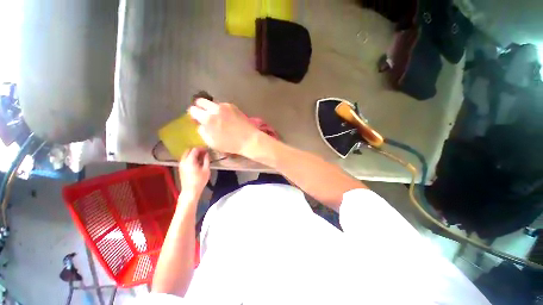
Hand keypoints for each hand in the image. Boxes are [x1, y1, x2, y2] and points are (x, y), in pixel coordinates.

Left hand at [179, 148, 209, 199]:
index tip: (207, 150)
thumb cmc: (200, 181)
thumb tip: (206, 154)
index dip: (201, 149)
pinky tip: (197, 162)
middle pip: (189, 151)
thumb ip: (206, 160)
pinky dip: (190, 158)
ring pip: (186, 155)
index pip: (194, 150)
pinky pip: (185, 159)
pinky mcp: (181, 168)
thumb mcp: (206, 170)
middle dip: (196, 150)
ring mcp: (181, 165)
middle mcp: (183, 161)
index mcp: (190, 161)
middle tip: (204, 152)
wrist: (190, 191)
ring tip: (201, 157)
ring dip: (193, 154)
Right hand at [189, 98, 260, 155]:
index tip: (196, 119)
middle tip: (205, 115)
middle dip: (200, 107)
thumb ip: (202, 131)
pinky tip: (228, 118)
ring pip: (213, 103)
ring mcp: (225, 106)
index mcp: (208, 118)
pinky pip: (223, 106)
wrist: (249, 139)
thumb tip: (201, 125)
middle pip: (201, 101)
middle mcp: (215, 109)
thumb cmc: (230, 144)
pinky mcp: (233, 106)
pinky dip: (222, 110)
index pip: (193, 110)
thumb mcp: (212, 142)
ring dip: (212, 109)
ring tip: (218, 118)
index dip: (193, 115)